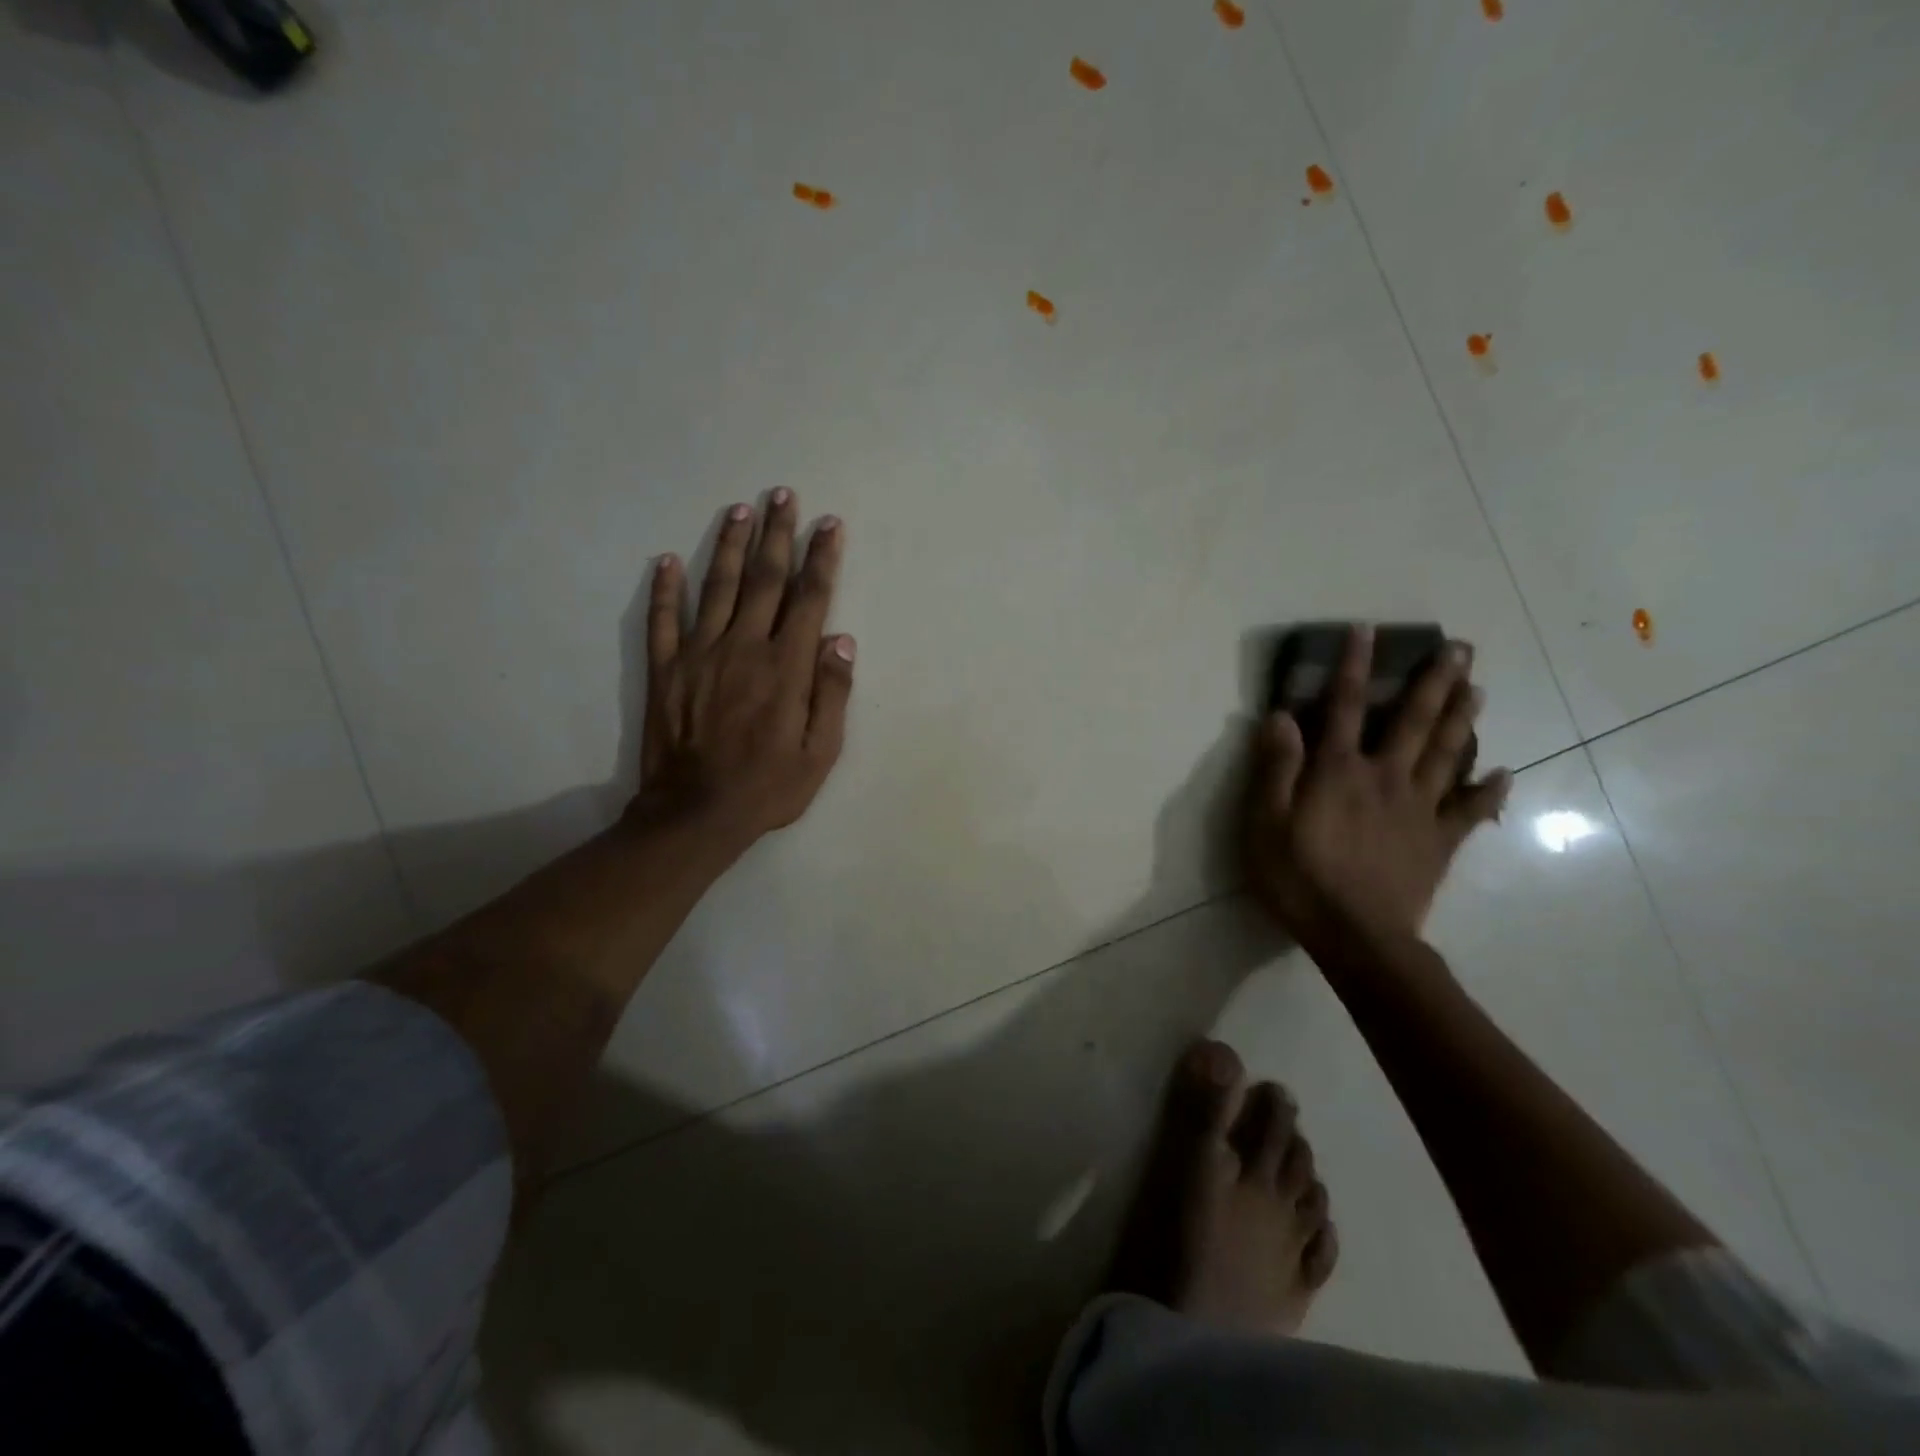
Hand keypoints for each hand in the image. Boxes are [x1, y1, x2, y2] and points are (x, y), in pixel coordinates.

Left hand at [633, 490, 852, 851]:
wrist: (695, 814)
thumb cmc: (769, 787)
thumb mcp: (820, 752)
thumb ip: (832, 692)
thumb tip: (842, 639)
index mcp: (786, 667)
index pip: (809, 599)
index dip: (821, 558)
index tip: (829, 524)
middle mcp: (744, 647)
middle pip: (765, 579)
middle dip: (778, 535)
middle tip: (783, 495)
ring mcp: (699, 654)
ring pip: (718, 587)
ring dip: (731, 546)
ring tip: (741, 511)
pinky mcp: (665, 669)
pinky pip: (663, 620)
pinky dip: (665, 589)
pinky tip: (668, 561)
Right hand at [1245, 625, 1510, 950]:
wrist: (1356, 937)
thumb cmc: (1298, 877)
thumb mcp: (1264, 823)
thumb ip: (1275, 768)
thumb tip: (1280, 716)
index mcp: (1338, 771)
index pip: (1343, 707)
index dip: (1352, 667)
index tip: (1366, 631)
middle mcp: (1384, 777)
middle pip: (1413, 721)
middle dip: (1433, 681)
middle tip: (1459, 649)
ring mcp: (1419, 808)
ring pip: (1448, 753)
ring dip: (1463, 717)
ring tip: (1479, 687)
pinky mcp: (1439, 841)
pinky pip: (1470, 809)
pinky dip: (1490, 789)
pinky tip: (1505, 772)